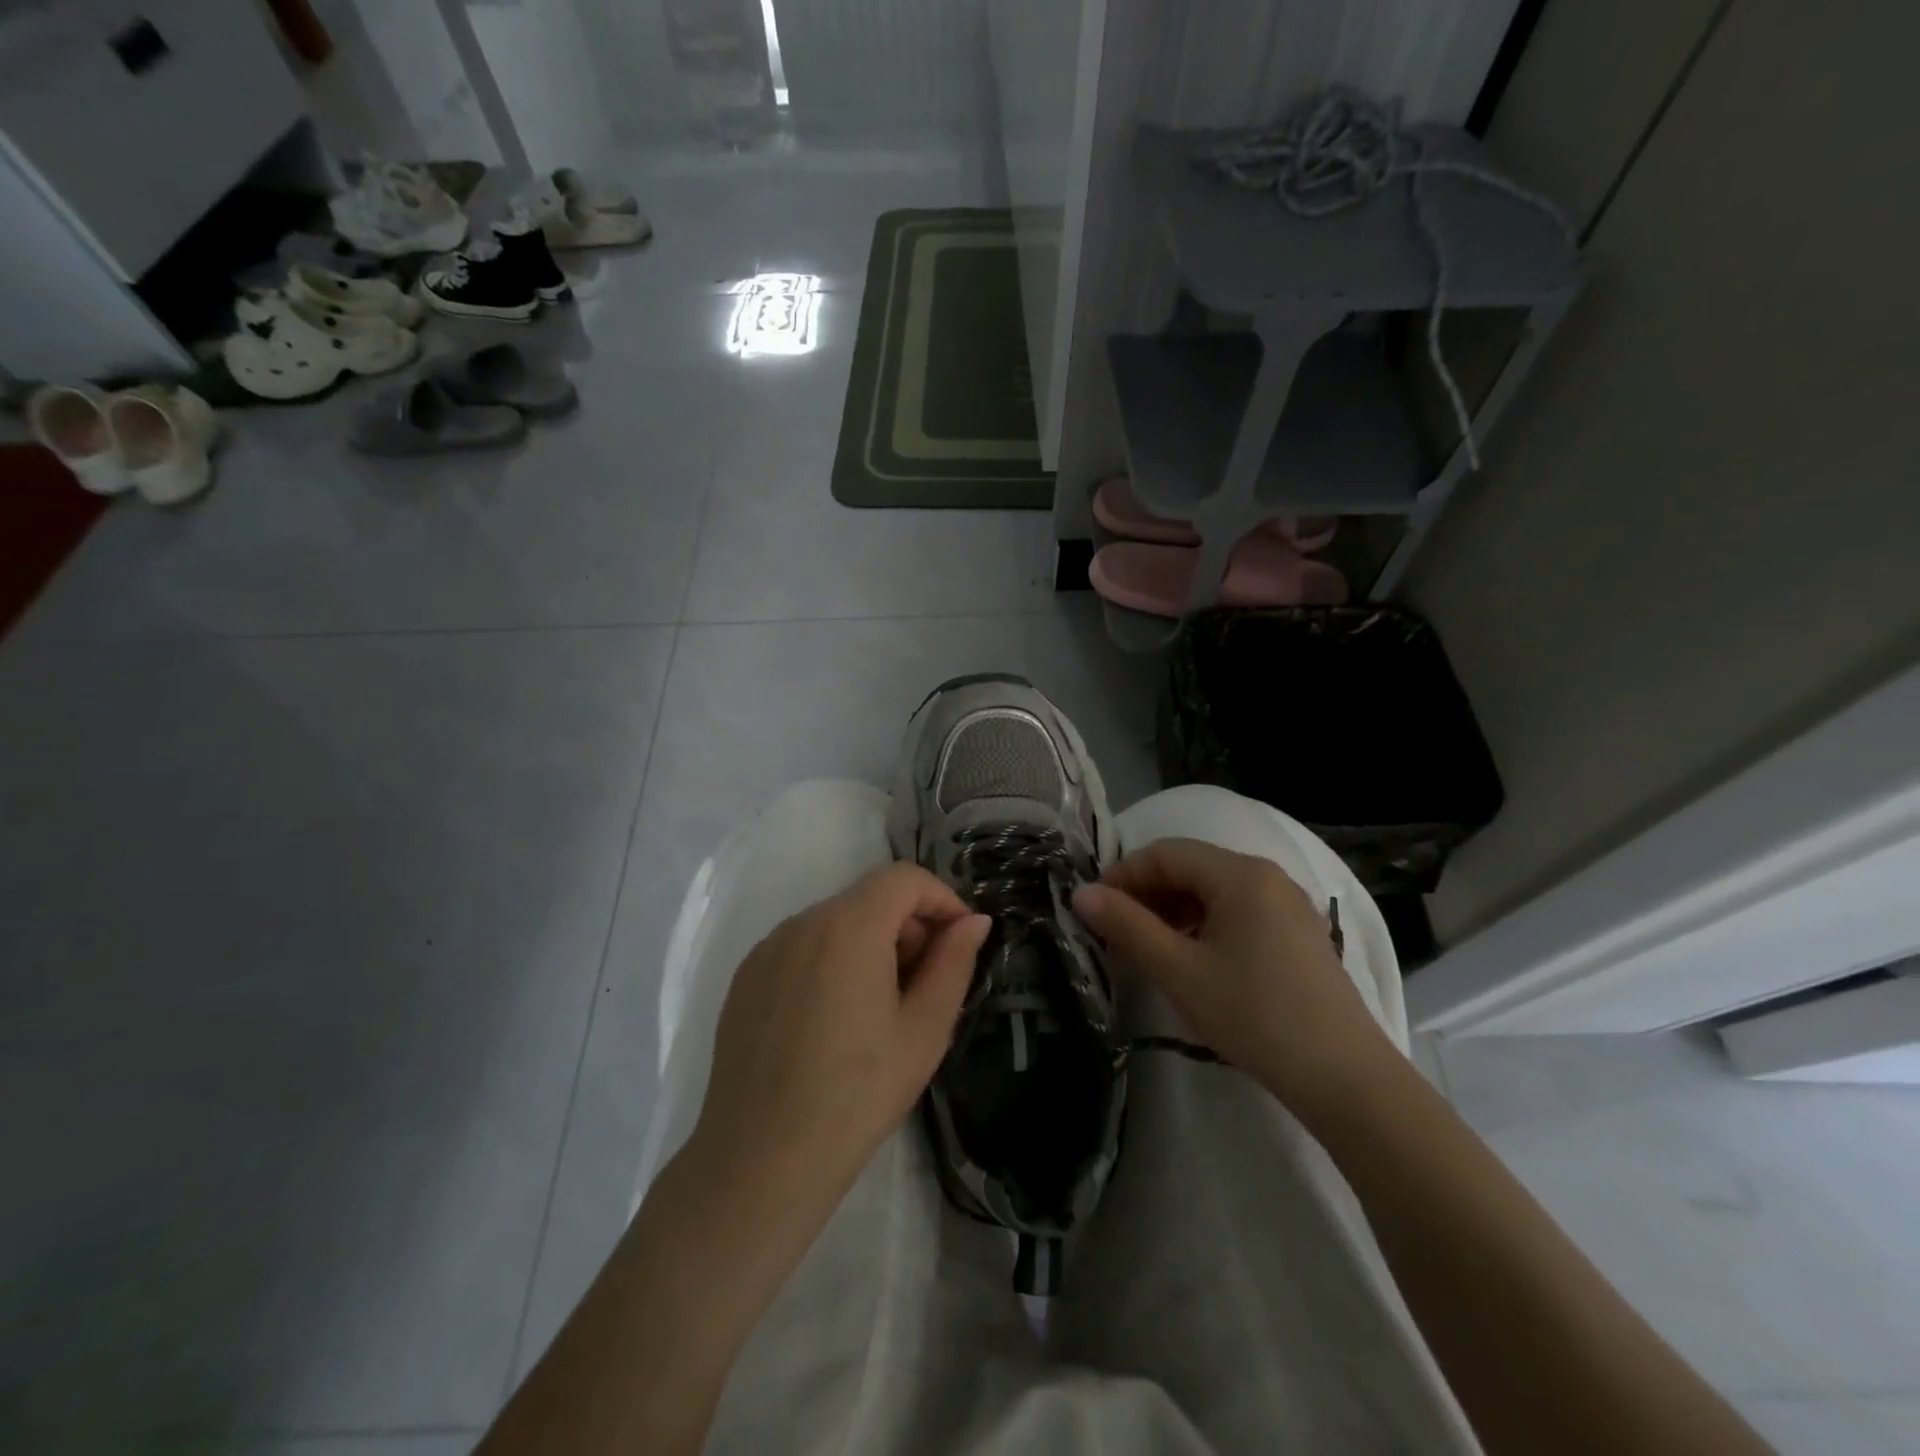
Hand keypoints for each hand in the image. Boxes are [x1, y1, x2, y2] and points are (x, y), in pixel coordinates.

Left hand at [684, 863, 990, 1223]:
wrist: (761, 1162)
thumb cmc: (857, 1095)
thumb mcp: (924, 1030)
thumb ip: (954, 963)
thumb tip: (973, 922)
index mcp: (848, 927)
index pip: (904, 878)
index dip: (941, 899)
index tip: (959, 941)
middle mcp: (802, 923)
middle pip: (869, 898)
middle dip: (908, 926)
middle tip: (925, 983)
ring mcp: (767, 949)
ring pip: (835, 922)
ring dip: (870, 944)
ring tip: (880, 1008)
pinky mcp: (746, 977)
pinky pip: (802, 948)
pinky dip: (831, 961)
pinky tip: (834, 1021)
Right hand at [1072, 838, 1392, 1113]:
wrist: (1345, 1078)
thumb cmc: (1255, 1016)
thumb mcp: (1179, 971)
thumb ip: (1127, 926)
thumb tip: (1081, 894)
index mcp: (1240, 874)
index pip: (1165, 853)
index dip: (1123, 875)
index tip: (1094, 908)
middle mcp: (1267, 876)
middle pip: (1191, 867)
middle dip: (1147, 893)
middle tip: (1115, 931)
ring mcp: (1288, 904)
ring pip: (1214, 890)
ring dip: (1173, 909)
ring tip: (1148, 947)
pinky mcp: (1298, 933)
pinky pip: (1238, 910)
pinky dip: (1203, 924)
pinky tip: (1191, 957)